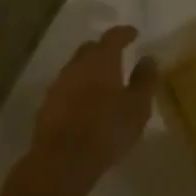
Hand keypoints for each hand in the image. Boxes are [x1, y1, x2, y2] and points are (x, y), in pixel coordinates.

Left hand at [13, 25, 157, 195]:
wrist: (61, 162)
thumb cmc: (106, 129)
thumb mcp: (138, 106)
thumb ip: (145, 79)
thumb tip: (148, 58)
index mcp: (101, 59)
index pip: (113, 36)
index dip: (124, 33)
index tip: (133, 33)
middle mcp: (77, 65)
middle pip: (90, 49)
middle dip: (104, 50)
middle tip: (117, 57)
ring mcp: (59, 85)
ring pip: (76, 69)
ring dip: (89, 71)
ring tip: (102, 82)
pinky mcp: (47, 106)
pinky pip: (66, 89)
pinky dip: (78, 90)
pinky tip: (85, 104)